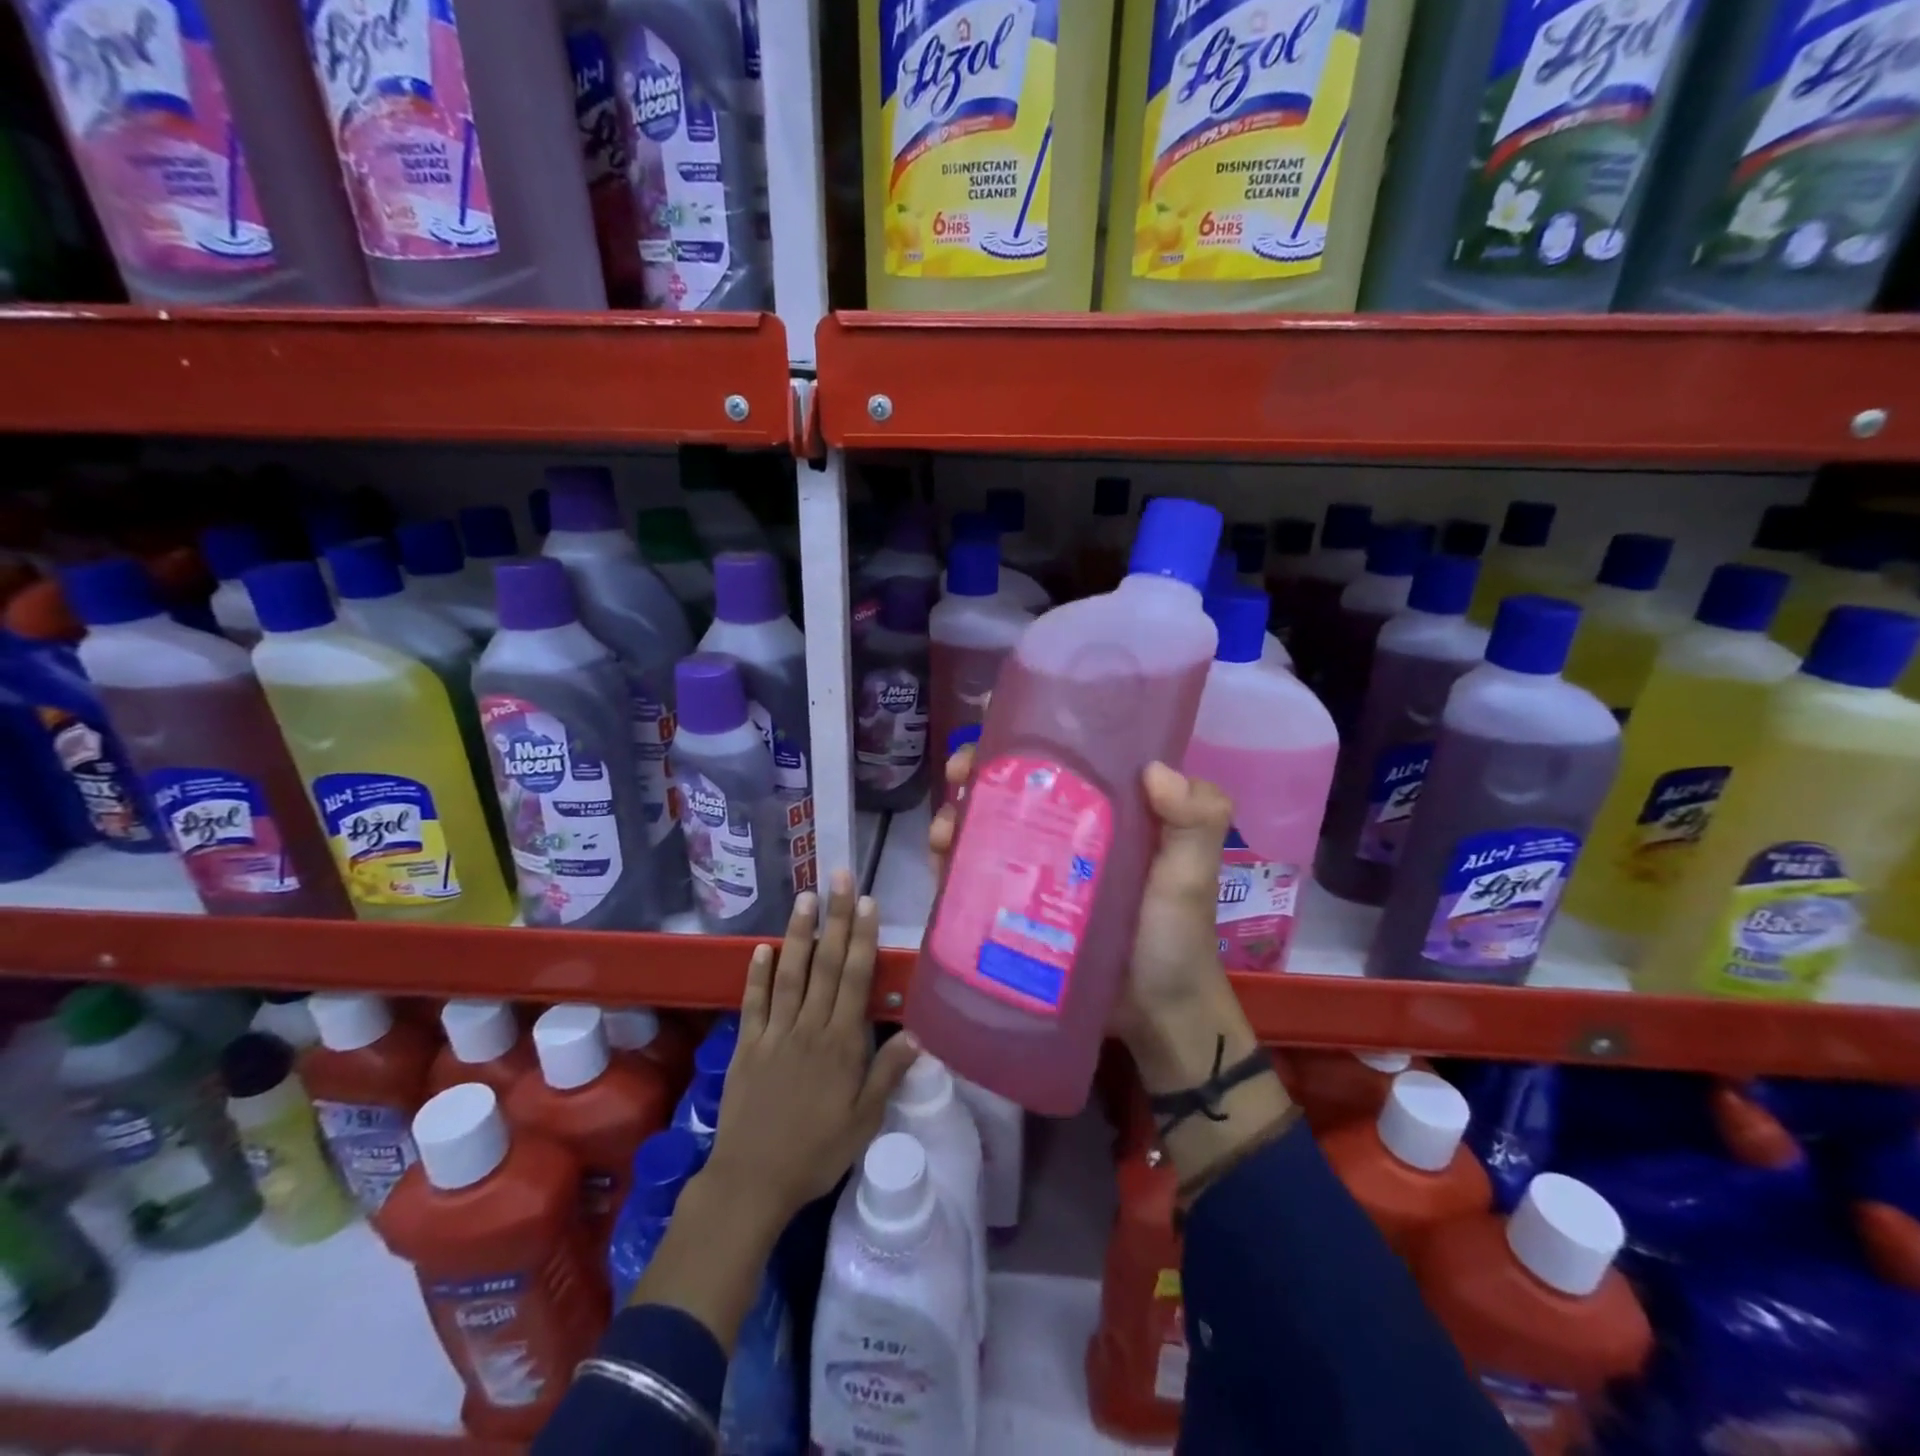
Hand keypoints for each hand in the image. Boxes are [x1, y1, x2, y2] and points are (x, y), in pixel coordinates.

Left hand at [703, 872, 919, 1225]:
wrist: (752, 1182)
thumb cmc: (816, 1154)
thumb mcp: (864, 1121)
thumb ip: (888, 1074)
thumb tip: (919, 1033)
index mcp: (840, 1044)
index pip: (854, 979)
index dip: (861, 938)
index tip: (865, 902)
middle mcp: (808, 1028)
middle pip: (824, 965)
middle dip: (834, 919)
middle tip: (838, 878)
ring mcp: (774, 1034)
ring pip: (788, 974)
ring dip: (797, 934)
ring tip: (804, 897)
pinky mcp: (746, 1046)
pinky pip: (753, 1003)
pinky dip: (757, 974)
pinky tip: (761, 948)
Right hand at [930, 746, 1236, 1041]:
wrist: (1155, 1019)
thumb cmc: (1176, 938)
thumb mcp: (1191, 875)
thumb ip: (1196, 820)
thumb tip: (1154, 769)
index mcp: (1105, 809)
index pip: (1061, 760)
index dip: (1025, 740)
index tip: (995, 735)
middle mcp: (1066, 831)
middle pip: (1012, 789)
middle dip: (977, 774)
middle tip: (959, 777)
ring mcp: (1037, 870)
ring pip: (987, 828)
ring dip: (957, 816)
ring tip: (944, 830)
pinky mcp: (1016, 908)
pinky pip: (978, 877)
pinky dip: (953, 863)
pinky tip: (940, 862)